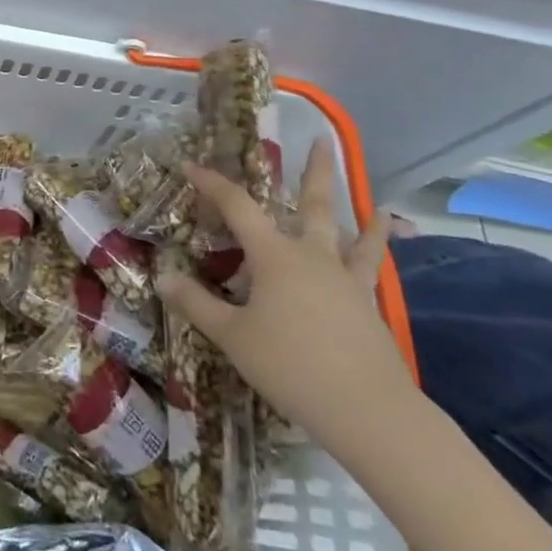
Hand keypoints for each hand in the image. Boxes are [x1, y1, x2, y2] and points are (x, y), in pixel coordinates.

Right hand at [155, 151, 409, 446]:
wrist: (367, 409)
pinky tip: (390, 242)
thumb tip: (162, 277)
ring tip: (374, 200)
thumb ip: (197, 304)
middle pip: (311, 204)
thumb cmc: (291, 365)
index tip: (192, 166)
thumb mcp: (232, 336)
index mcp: (274, 256)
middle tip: (321, 141)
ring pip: (349, 234)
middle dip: (314, 172)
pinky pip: (371, 267)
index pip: (237, 207)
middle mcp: (311, 256)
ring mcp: (344, 279)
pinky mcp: (367, 304)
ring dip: (358, 212)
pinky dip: (378, 249)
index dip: (212, 184)